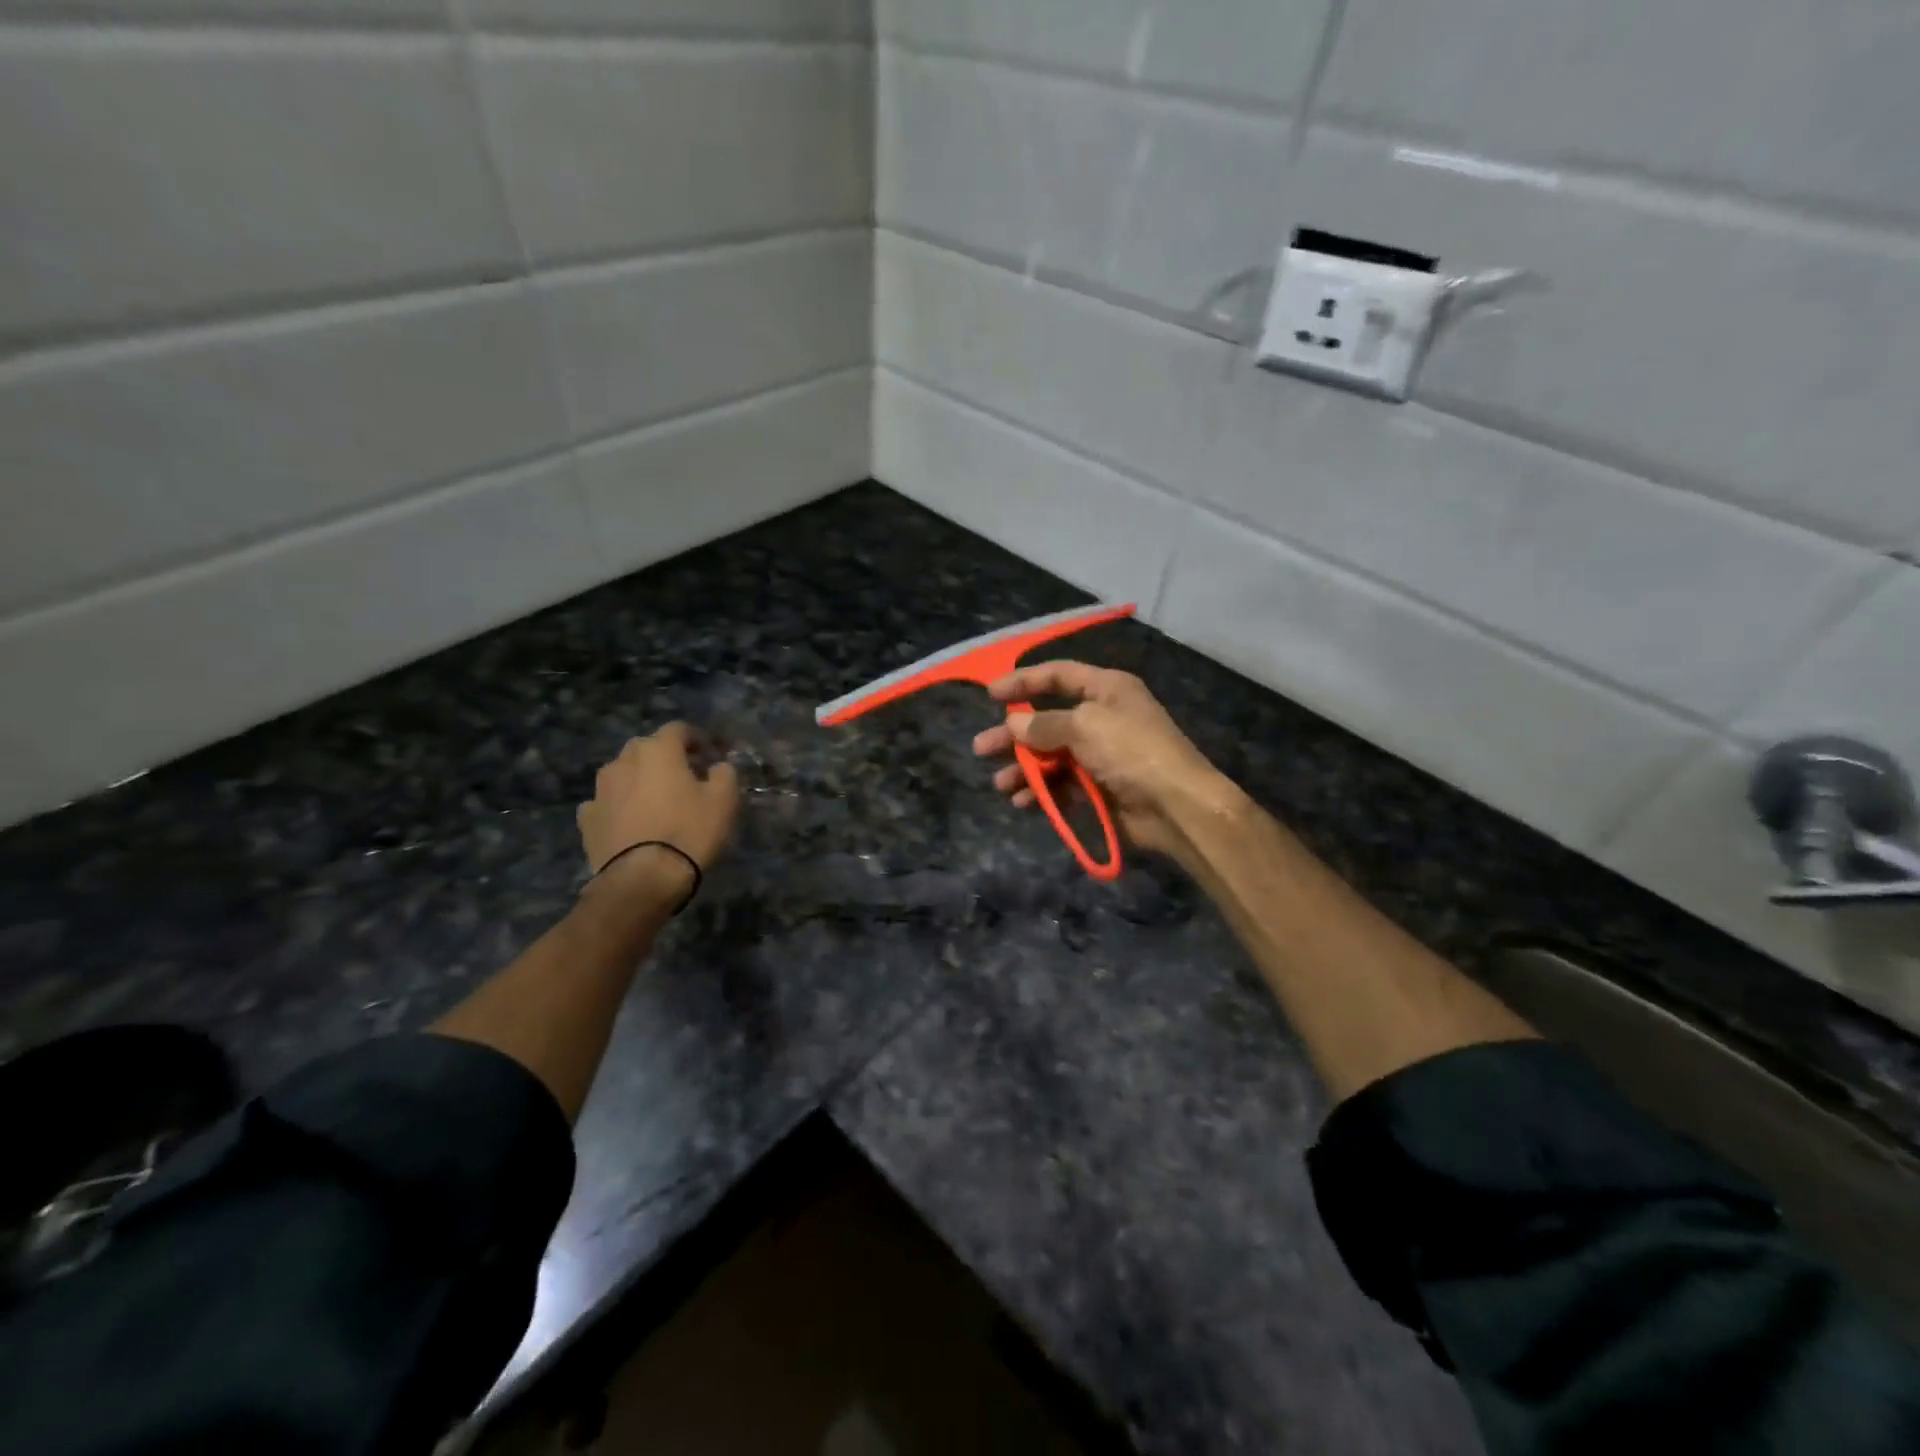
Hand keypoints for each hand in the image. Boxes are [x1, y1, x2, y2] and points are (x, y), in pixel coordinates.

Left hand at [578, 723, 739, 886]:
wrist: (642, 878)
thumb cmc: (689, 831)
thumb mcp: (724, 801)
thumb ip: (724, 774)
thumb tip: (718, 766)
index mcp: (658, 751)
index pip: (678, 729)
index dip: (696, 738)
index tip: (710, 754)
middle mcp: (624, 761)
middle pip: (646, 748)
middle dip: (665, 756)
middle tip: (684, 776)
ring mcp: (600, 790)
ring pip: (622, 773)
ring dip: (639, 779)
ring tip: (655, 800)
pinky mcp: (587, 818)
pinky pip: (605, 802)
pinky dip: (618, 805)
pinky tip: (629, 821)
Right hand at [971, 662, 1238, 860]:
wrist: (1175, 805)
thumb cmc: (1131, 751)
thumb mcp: (1085, 726)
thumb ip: (1043, 725)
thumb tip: (1013, 725)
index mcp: (1106, 690)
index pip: (1059, 676)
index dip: (1024, 682)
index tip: (990, 695)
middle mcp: (1102, 718)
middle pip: (1047, 721)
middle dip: (1013, 736)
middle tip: (982, 748)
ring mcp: (1100, 755)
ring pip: (1051, 757)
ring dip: (1024, 769)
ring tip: (1001, 785)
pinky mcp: (1099, 788)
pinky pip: (1062, 785)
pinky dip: (1042, 791)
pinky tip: (1023, 801)